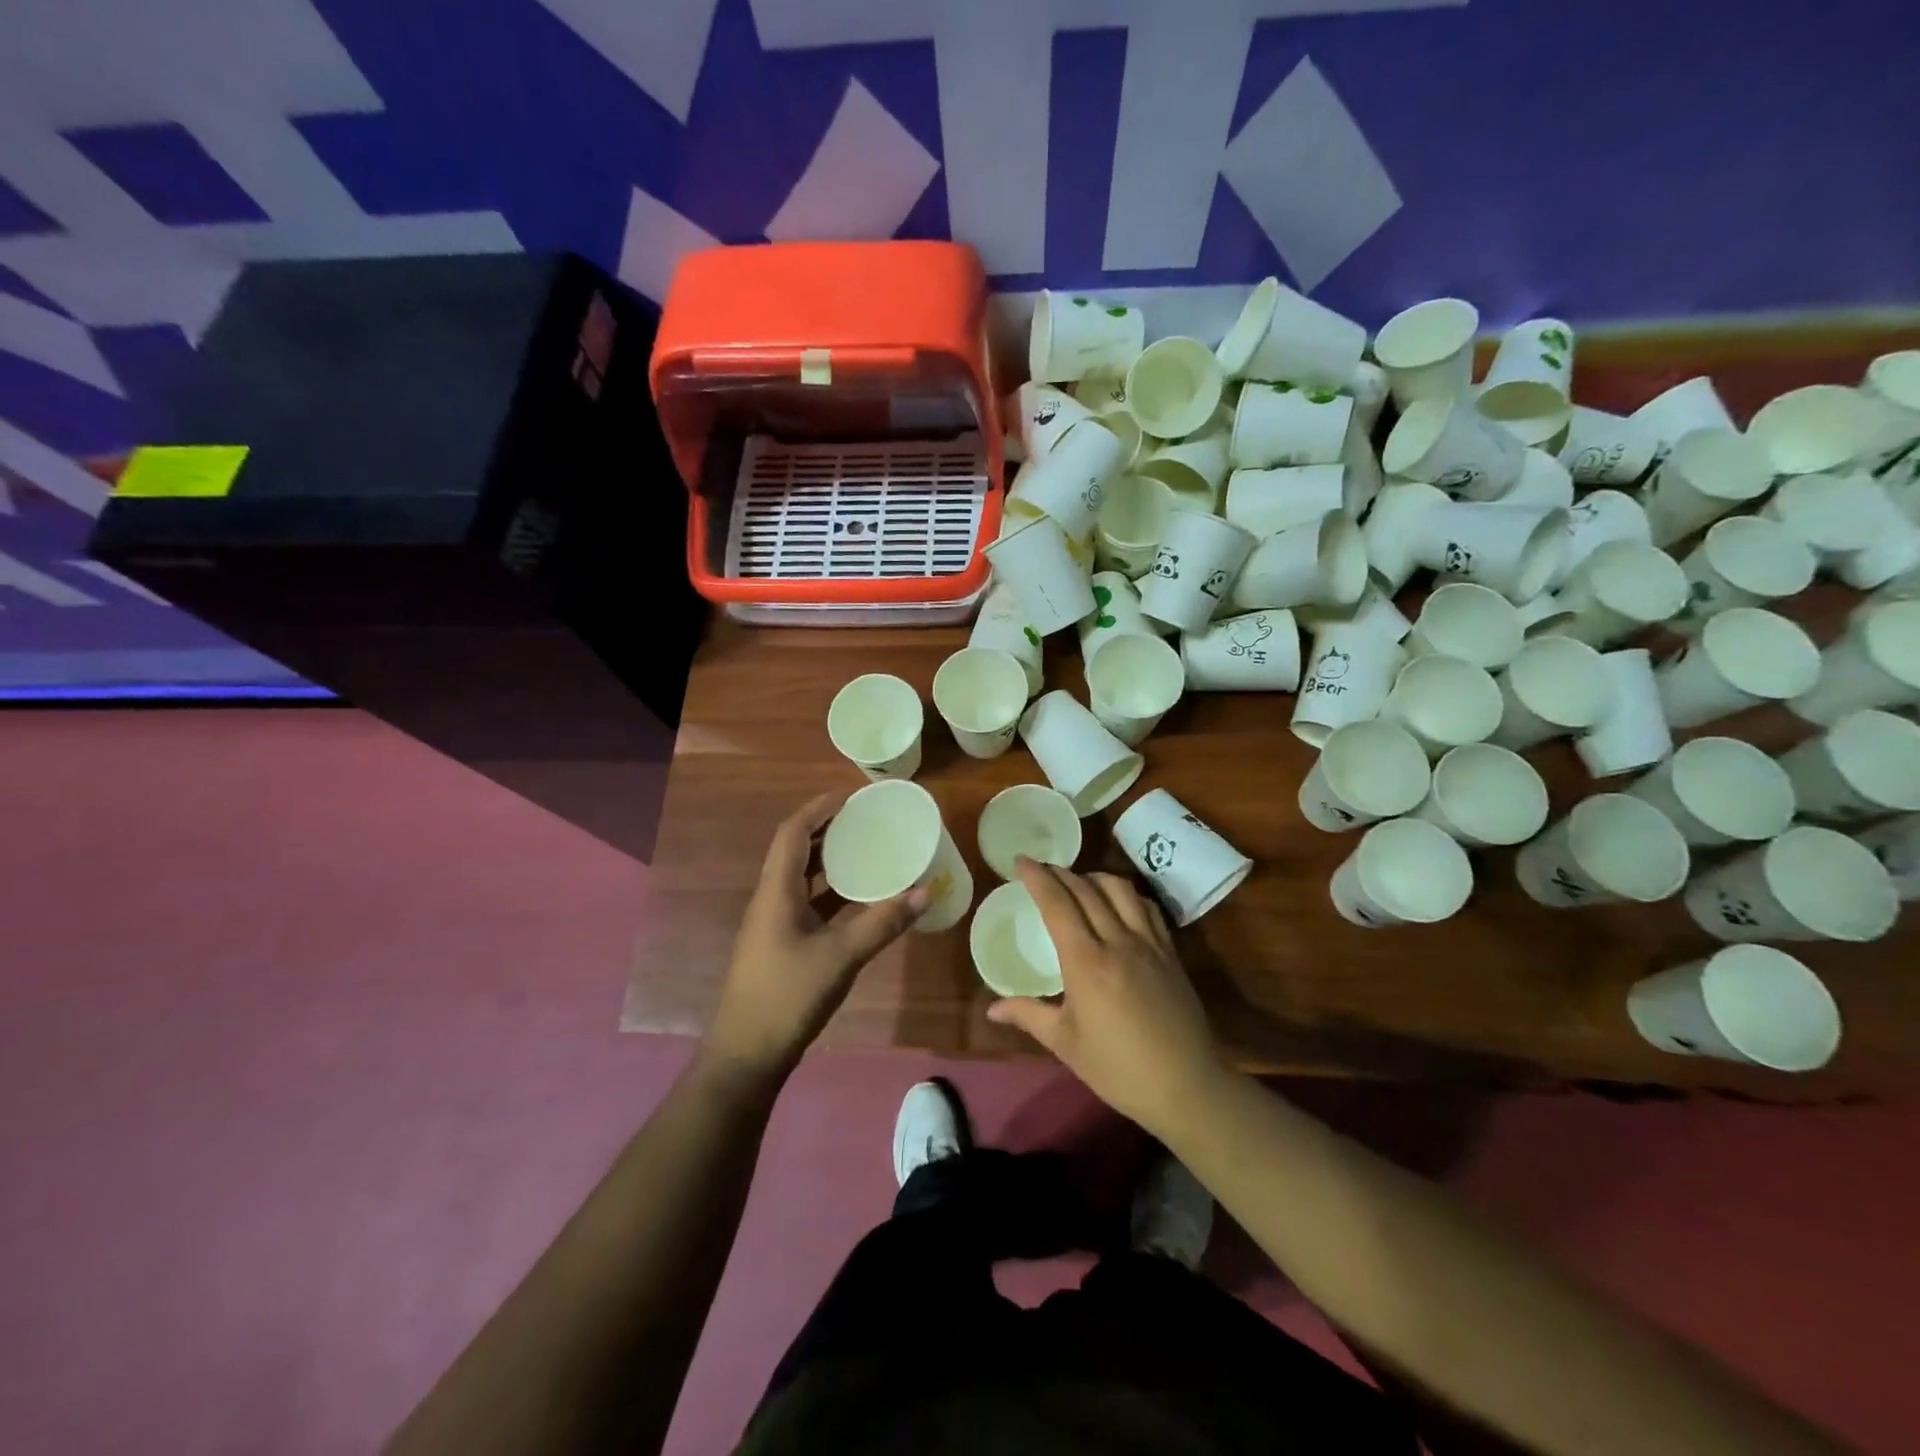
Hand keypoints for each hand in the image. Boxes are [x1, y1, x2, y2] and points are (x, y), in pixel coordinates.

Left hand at [705, 793, 926, 1081]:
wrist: (746, 1056)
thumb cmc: (787, 997)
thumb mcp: (840, 957)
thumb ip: (882, 923)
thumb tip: (925, 891)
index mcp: (776, 891)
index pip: (793, 832)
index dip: (819, 807)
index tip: (852, 794)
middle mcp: (771, 899)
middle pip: (797, 849)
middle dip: (829, 828)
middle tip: (867, 818)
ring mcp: (774, 923)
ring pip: (803, 877)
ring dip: (831, 859)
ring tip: (868, 848)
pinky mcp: (782, 944)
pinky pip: (809, 903)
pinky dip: (833, 892)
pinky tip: (860, 898)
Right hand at [987, 859, 1225, 1136]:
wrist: (1187, 1086)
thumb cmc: (1118, 1069)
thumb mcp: (1066, 1044)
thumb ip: (1028, 1015)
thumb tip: (991, 1008)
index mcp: (1086, 962)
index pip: (1058, 904)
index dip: (1037, 878)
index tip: (1021, 861)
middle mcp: (1117, 941)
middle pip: (1086, 890)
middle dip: (1060, 872)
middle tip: (1041, 869)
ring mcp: (1149, 943)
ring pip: (1120, 890)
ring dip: (1094, 877)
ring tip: (1078, 881)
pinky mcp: (1170, 952)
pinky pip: (1147, 907)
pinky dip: (1126, 894)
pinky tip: (1118, 902)